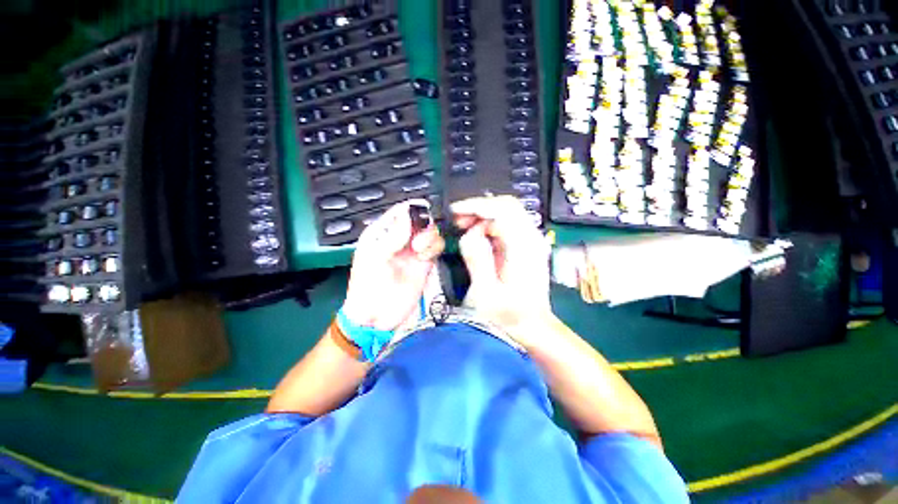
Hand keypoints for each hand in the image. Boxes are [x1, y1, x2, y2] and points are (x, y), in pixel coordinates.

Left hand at [342, 200, 444, 331]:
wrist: (377, 316)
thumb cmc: (368, 287)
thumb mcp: (375, 258)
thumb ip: (393, 236)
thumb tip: (407, 216)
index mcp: (382, 233)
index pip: (400, 212)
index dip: (413, 208)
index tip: (422, 210)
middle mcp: (400, 239)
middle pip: (420, 220)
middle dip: (424, 224)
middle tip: (418, 239)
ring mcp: (413, 251)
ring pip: (430, 232)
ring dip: (429, 237)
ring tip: (419, 250)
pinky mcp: (424, 262)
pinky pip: (436, 247)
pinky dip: (434, 248)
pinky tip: (425, 257)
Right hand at [452, 196, 552, 346]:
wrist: (532, 325)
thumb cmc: (510, 315)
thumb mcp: (487, 294)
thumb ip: (478, 260)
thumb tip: (470, 233)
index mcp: (525, 248)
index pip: (504, 210)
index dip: (477, 206)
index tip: (456, 211)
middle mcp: (531, 239)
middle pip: (506, 206)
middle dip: (478, 208)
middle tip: (457, 220)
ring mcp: (530, 240)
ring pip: (505, 212)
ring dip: (481, 215)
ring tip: (462, 226)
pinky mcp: (525, 244)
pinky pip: (505, 223)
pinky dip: (487, 224)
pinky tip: (475, 234)